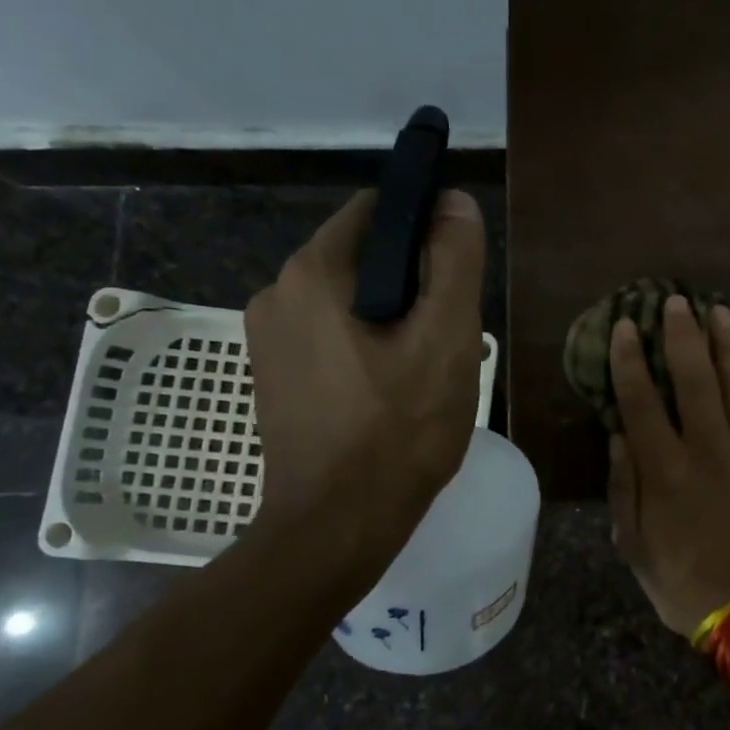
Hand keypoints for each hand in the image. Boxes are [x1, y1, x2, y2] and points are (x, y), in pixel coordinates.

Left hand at [244, 188, 485, 531]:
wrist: (336, 528)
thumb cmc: (398, 431)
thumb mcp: (446, 339)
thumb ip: (454, 261)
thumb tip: (453, 201)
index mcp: (312, 273)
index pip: (377, 211)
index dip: (427, 227)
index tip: (459, 271)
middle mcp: (277, 294)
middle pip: (365, 258)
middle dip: (415, 283)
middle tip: (452, 334)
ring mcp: (270, 339)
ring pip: (352, 301)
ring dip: (396, 319)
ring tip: (430, 369)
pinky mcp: (277, 376)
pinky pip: (333, 336)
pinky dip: (369, 346)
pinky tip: (397, 391)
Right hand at [608, 295, 729, 636]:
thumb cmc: (688, 583)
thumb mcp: (636, 548)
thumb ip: (624, 489)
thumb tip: (618, 436)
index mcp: (664, 470)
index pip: (640, 401)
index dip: (630, 360)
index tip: (625, 325)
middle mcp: (706, 447)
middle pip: (693, 377)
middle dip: (682, 335)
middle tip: (675, 300)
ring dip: (726, 342)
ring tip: (719, 310)